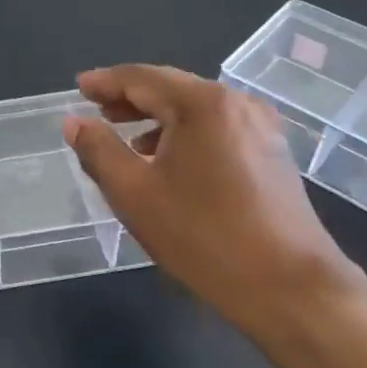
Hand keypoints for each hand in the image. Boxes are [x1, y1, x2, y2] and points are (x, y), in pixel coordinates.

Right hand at [63, 65, 363, 334]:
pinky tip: (167, 160)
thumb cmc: (204, 236)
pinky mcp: (272, 154)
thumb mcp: (134, 193)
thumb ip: (98, 150)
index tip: (78, 87)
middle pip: (171, 88)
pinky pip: (216, 128)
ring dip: (156, 118)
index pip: (142, 78)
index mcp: (202, 103)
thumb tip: (75, 121)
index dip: (105, 82)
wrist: (291, 289)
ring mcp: (261, 127)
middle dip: (130, 98)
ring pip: (194, 109)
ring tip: (125, 137)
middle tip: (96, 109)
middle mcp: (236, 103)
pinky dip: (184, 133)